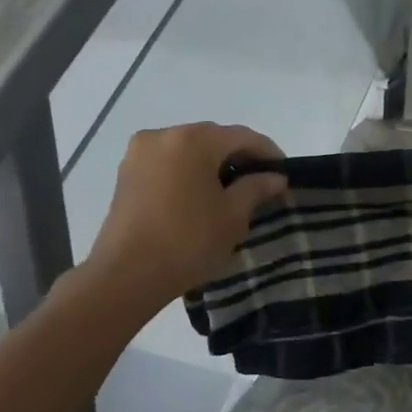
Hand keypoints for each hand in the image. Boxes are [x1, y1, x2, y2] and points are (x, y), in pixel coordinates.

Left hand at [81, 122, 286, 309]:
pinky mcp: (126, 174)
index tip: (284, 172)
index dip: (267, 152)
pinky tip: (202, 194)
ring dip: (212, 163)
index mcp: (192, 140)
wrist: (126, 275)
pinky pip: (168, 162)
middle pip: (212, 138)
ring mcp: (139, 153)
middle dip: (238, 155)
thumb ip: (256, 188)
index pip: (241, 136)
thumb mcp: (233, 215)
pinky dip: (189, 171)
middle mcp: (162, 136)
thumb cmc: (188, 241)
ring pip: (188, 149)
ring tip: (232, 189)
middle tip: (261, 180)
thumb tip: (275, 177)